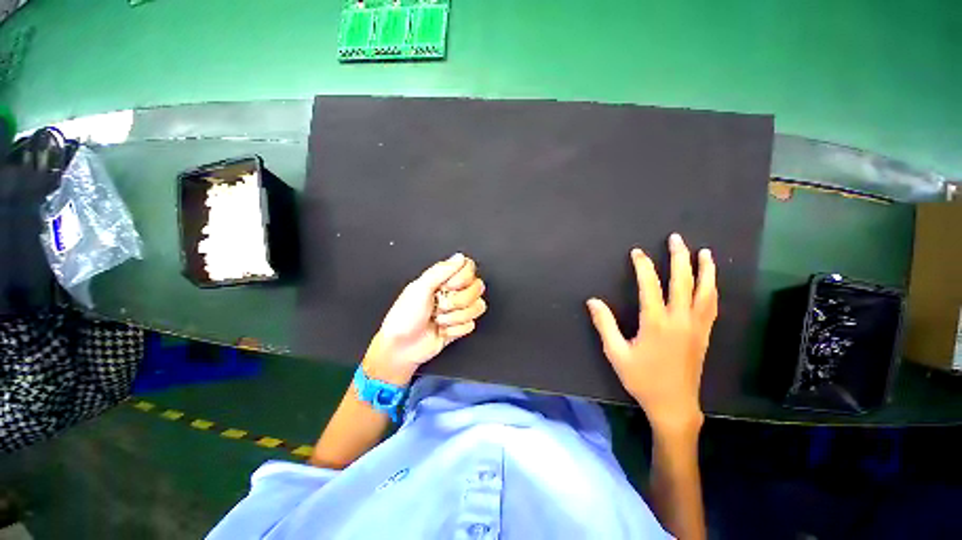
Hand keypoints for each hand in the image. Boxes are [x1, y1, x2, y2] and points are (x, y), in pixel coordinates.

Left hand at [363, 253, 486, 385]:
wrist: (402, 347)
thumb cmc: (404, 317)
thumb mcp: (419, 288)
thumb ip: (441, 271)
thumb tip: (459, 257)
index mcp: (440, 279)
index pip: (468, 268)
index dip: (462, 278)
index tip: (447, 286)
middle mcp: (450, 293)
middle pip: (477, 287)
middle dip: (458, 301)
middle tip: (440, 306)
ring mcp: (456, 311)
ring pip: (477, 307)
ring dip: (455, 317)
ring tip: (438, 319)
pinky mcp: (459, 327)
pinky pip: (471, 325)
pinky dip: (455, 330)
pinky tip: (441, 330)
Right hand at [586, 234, 717, 433]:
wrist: (673, 402)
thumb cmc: (644, 381)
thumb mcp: (618, 356)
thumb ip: (606, 327)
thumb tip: (593, 302)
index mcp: (655, 322)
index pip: (650, 283)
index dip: (643, 265)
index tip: (638, 253)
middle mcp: (679, 317)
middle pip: (682, 278)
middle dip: (679, 255)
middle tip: (676, 238)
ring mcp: (695, 324)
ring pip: (704, 289)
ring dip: (705, 268)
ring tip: (704, 252)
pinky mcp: (705, 332)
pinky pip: (712, 305)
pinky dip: (712, 289)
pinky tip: (712, 282)